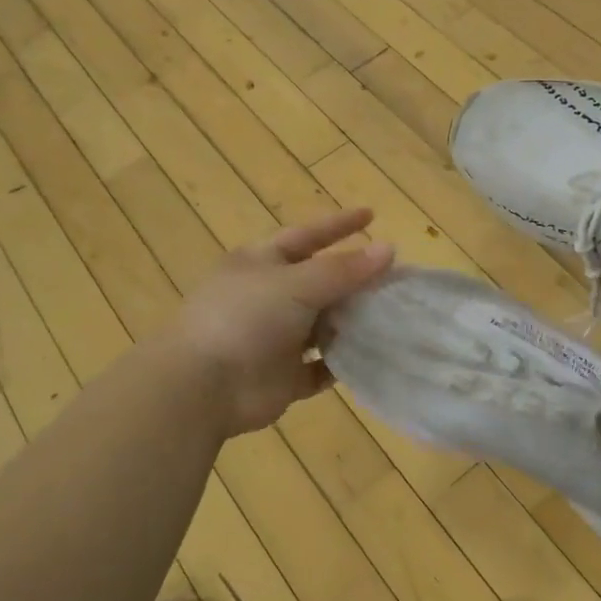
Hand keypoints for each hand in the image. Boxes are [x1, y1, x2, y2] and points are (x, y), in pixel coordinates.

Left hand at [178, 208, 394, 435]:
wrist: (203, 386)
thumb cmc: (245, 318)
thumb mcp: (296, 283)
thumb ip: (344, 269)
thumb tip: (389, 249)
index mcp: (261, 264)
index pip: (306, 236)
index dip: (338, 225)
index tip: (371, 214)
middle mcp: (268, 298)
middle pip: (320, 282)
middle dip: (355, 280)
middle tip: (397, 278)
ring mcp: (274, 339)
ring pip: (322, 325)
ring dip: (352, 322)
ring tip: (394, 316)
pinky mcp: (282, 378)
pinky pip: (319, 368)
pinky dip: (342, 363)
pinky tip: (371, 357)